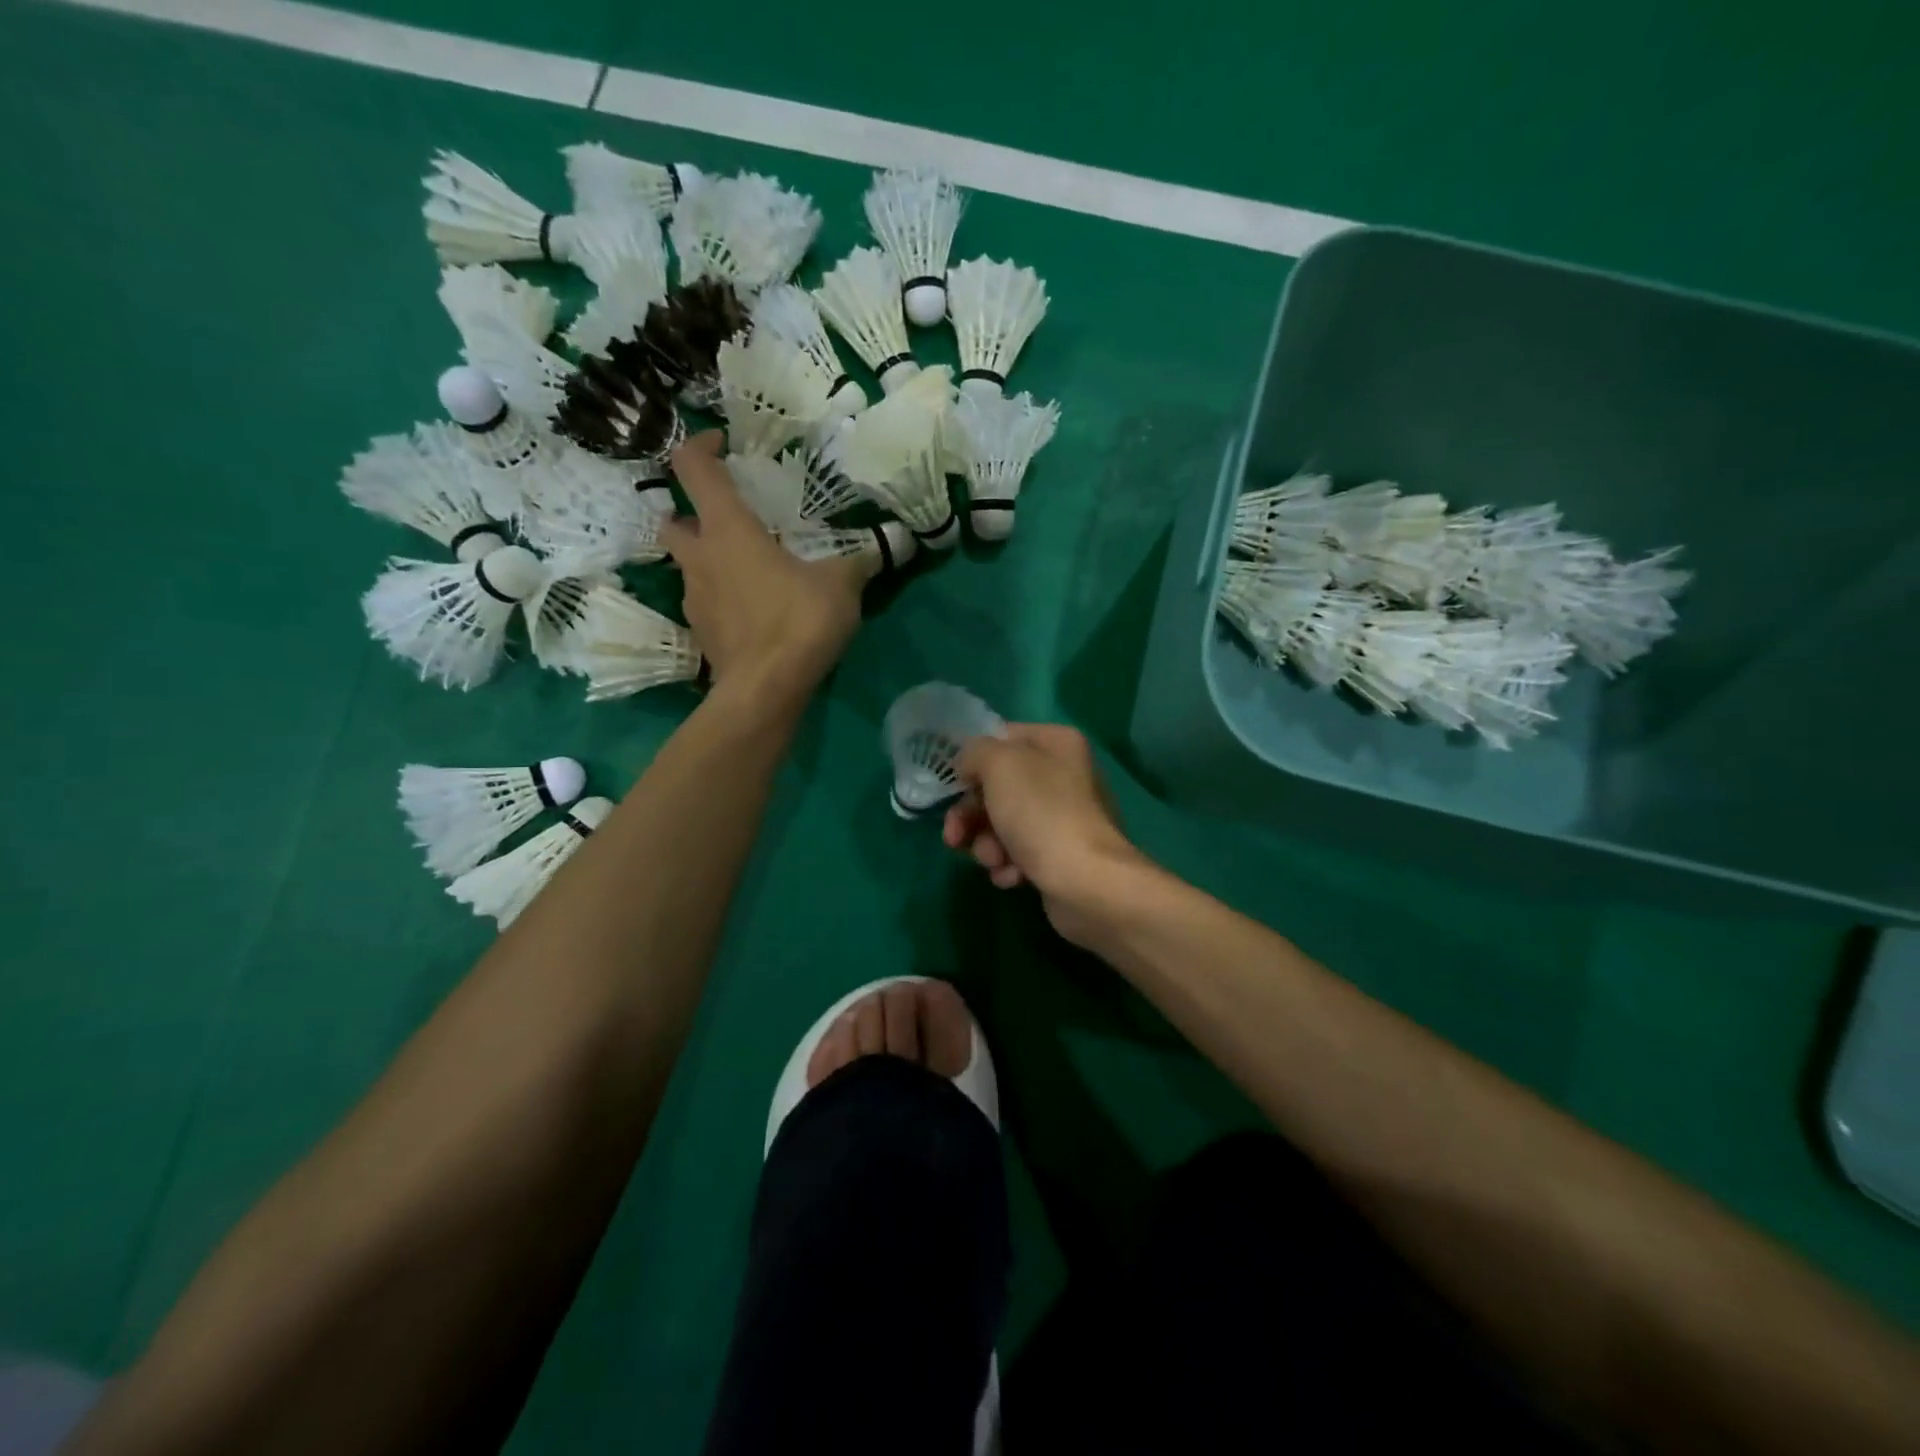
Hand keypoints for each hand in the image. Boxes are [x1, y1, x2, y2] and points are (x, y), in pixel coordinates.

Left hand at [661, 433, 866, 702]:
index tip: (723, 446)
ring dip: (709, 558)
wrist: (765, 690)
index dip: (700, 446)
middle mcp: (699, 557)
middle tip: (728, 518)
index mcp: (727, 529)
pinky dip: (722, 596)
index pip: (692, 468)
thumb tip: (883, 548)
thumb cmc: (797, 621)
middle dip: (691, 511)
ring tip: (750, 569)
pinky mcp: (701, 632)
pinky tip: (753, 610)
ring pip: (688, 564)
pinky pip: (705, 601)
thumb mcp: (841, 585)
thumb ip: (857, 561)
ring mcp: (694, 598)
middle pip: (672, 519)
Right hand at [943, 724, 1143, 942]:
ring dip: (987, 844)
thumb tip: (969, 765)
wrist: (1087, 883)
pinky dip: (1010, 865)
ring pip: (1003, 824)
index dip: (973, 761)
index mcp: (1057, 743)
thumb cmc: (1042, 814)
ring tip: (994, 861)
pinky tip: (1013, 877)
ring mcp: (1063, 818)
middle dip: (971, 815)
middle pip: (998, 787)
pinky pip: (1020, 853)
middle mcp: (1064, 775)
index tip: (954, 785)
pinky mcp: (1060, 855)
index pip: (1002, 738)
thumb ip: (975, 752)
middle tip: (954, 836)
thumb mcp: (1000, 765)